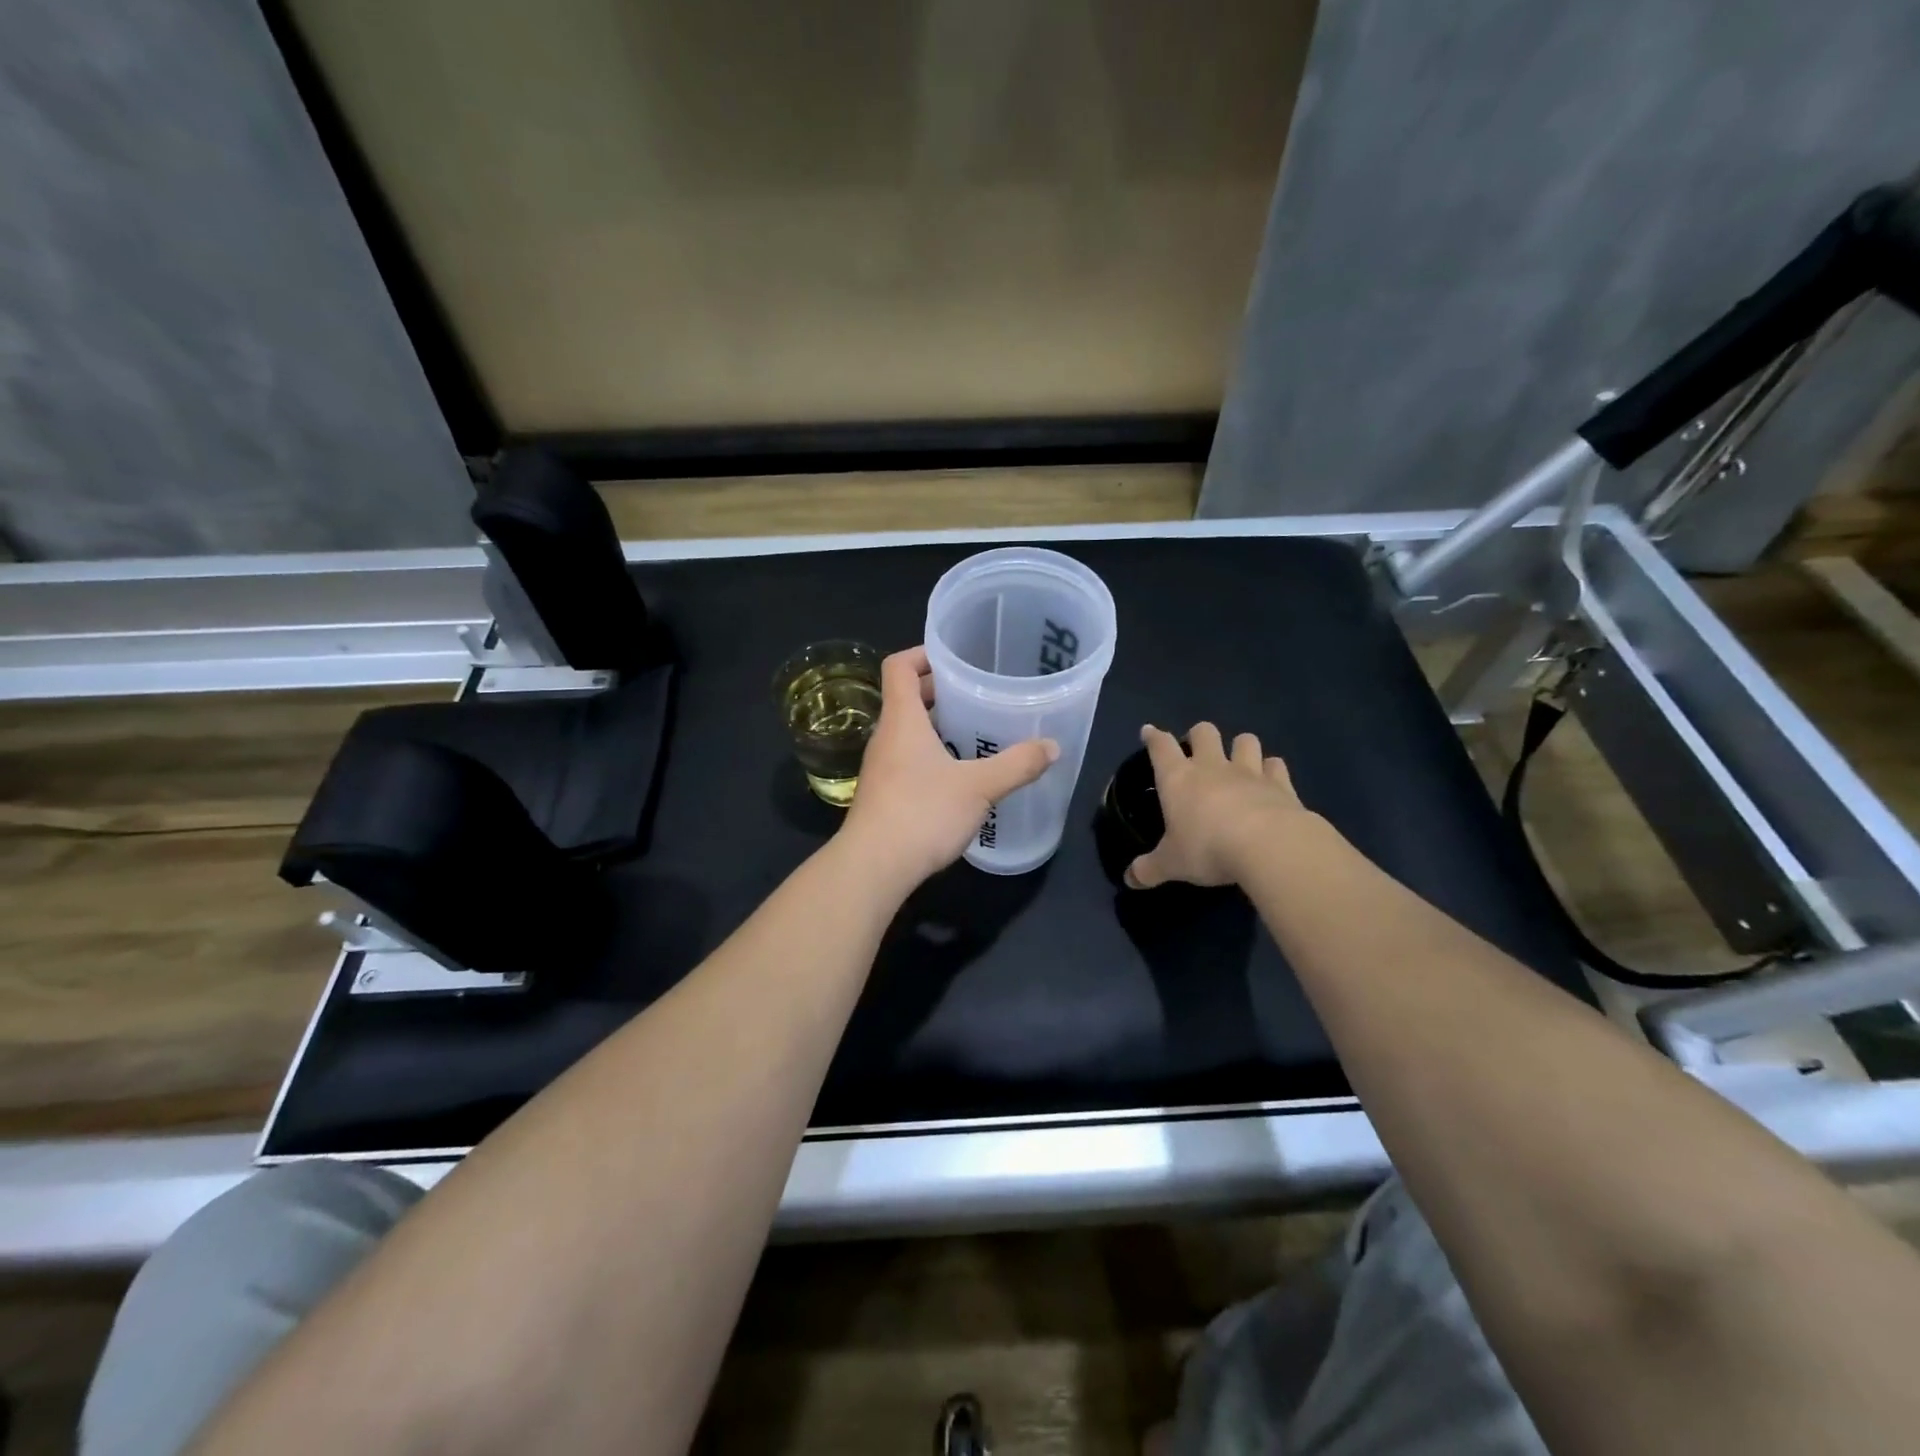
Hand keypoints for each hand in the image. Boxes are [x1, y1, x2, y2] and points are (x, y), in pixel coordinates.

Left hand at [839, 646, 1058, 888]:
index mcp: (902, 720)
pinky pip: (907, 759)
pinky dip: (931, 755)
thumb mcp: (978, 787)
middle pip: (905, 698)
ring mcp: (881, 768)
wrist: (873, 867)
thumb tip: (1052, 747)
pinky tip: (959, 775)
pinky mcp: (883, 794)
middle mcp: (886, 737)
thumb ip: (1016, 765)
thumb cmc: (922, 813)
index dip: (923, 653)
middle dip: (938, 690)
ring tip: (974, 731)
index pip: (899, 666)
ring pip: (907, 732)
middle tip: (976, 693)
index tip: (955, 657)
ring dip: (936, 725)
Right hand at [1125, 722, 1311, 889]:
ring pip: (1245, 740)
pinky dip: (1272, 770)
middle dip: (1199, 736)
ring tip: (1238, 763)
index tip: (1149, 732)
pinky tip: (1270, 782)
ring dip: (1240, 747)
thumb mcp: (1171, 864)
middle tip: (1197, 752)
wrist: (1268, 846)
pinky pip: (1276, 765)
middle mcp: (1212, 767)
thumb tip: (1129, 880)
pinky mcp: (1281, 784)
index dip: (1153, 737)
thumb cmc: (1207, 848)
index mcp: (1178, 778)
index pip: (1161, 747)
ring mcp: (1249, 771)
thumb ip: (1149, 869)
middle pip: (1204, 732)